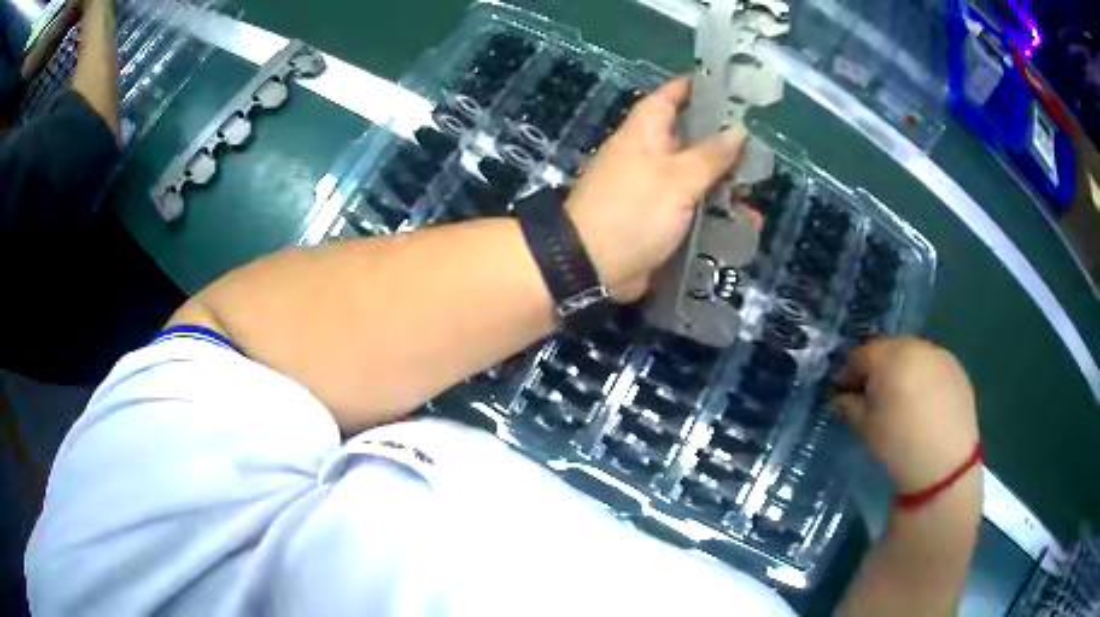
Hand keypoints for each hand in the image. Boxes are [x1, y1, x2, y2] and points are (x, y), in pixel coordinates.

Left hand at [565, 77, 745, 301]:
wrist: (592, 265)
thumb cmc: (634, 210)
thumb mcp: (677, 179)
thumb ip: (711, 155)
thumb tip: (738, 130)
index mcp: (645, 132)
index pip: (671, 96)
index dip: (697, 87)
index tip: (729, 86)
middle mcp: (649, 154)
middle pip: (691, 137)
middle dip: (723, 141)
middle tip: (760, 146)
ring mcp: (654, 187)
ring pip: (696, 174)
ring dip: (725, 181)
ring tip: (756, 189)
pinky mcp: (659, 217)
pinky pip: (693, 206)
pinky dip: (716, 210)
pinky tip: (744, 221)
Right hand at [832, 337, 979, 493]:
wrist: (945, 463)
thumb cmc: (898, 445)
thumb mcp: (865, 428)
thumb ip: (850, 405)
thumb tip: (843, 396)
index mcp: (889, 357)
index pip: (860, 355)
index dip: (849, 374)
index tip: (845, 393)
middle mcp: (915, 346)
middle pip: (888, 349)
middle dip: (878, 368)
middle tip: (874, 395)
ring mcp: (939, 354)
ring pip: (912, 354)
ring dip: (902, 370)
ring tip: (902, 399)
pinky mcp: (956, 367)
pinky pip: (932, 364)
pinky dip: (923, 376)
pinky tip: (924, 402)